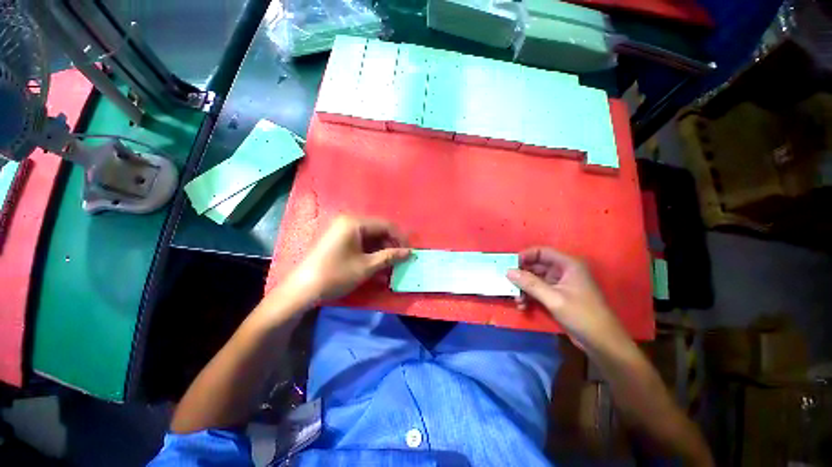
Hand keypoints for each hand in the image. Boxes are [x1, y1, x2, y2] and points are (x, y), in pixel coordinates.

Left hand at [283, 215, 410, 304]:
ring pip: (370, 236)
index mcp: (355, 222)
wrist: (303, 289)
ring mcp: (342, 229)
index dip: (400, 238)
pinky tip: (376, 263)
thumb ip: (390, 256)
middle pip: (378, 229)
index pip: (386, 225)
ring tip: (390, 264)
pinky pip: (360, 241)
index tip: (409, 252)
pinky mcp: (338, 239)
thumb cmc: (336, 274)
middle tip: (400, 260)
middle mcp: (348, 221)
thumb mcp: (367, 266)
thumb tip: (409, 252)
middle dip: (391, 244)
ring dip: (382, 249)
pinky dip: (370, 252)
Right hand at [507, 247, 625, 347]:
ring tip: (516, 299)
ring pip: (535, 279)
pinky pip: (538, 290)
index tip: (509, 266)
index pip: (541, 252)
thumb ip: (530, 284)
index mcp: (568, 265)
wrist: (602, 343)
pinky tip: (522, 306)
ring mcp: (560, 284)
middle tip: (508, 284)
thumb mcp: (554, 299)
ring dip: (524, 288)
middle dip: (521, 275)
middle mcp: (563, 271)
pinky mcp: (557, 296)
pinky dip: (529, 296)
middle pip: (536, 266)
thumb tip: (508, 271)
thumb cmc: (582, 316)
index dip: (524, 256)